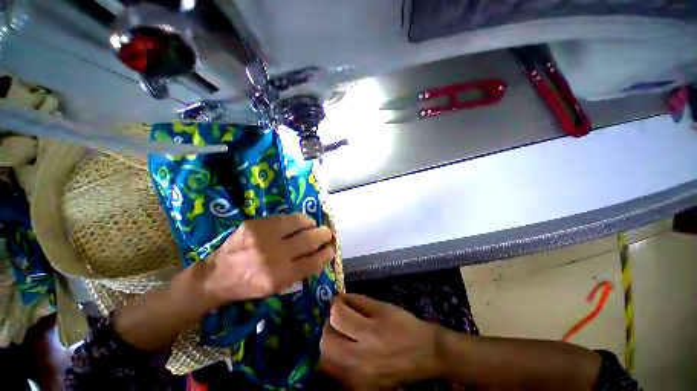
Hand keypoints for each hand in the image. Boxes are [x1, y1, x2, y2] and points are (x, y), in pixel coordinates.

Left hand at [199, 213, 333, 308]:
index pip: (313, 262)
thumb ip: (299, 272)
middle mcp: (274, 256)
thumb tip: (319, 254)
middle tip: (328, 234)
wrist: (216, 275)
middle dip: (324, 235)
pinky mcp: (256, 224)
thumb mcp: (276, 288)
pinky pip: (286, 217)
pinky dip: (297, 219)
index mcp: (279, 277)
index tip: (331, 250)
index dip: (326, 254)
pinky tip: (299, 222)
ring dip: (312, 224)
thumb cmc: (249, 285)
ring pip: (300, 223)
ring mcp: (264, 237)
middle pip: (310, 240)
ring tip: (313, 226)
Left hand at [320, 294, 440, 389]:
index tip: (337, 300)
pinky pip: (336, 375)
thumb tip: (338, 298)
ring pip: (326, 361)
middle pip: (326, 342)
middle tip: (337, 318)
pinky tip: (345, 350)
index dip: (334, 304)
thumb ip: (357, 301)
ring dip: (329, 343)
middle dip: (328, 325)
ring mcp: (359, 379)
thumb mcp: (382, 307)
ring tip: (340, 333)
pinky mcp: (361, 389)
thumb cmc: (404, 325)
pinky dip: (334, 360)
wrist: (425, 354)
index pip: (337, 317)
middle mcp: (361, 359)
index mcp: (370, 333)